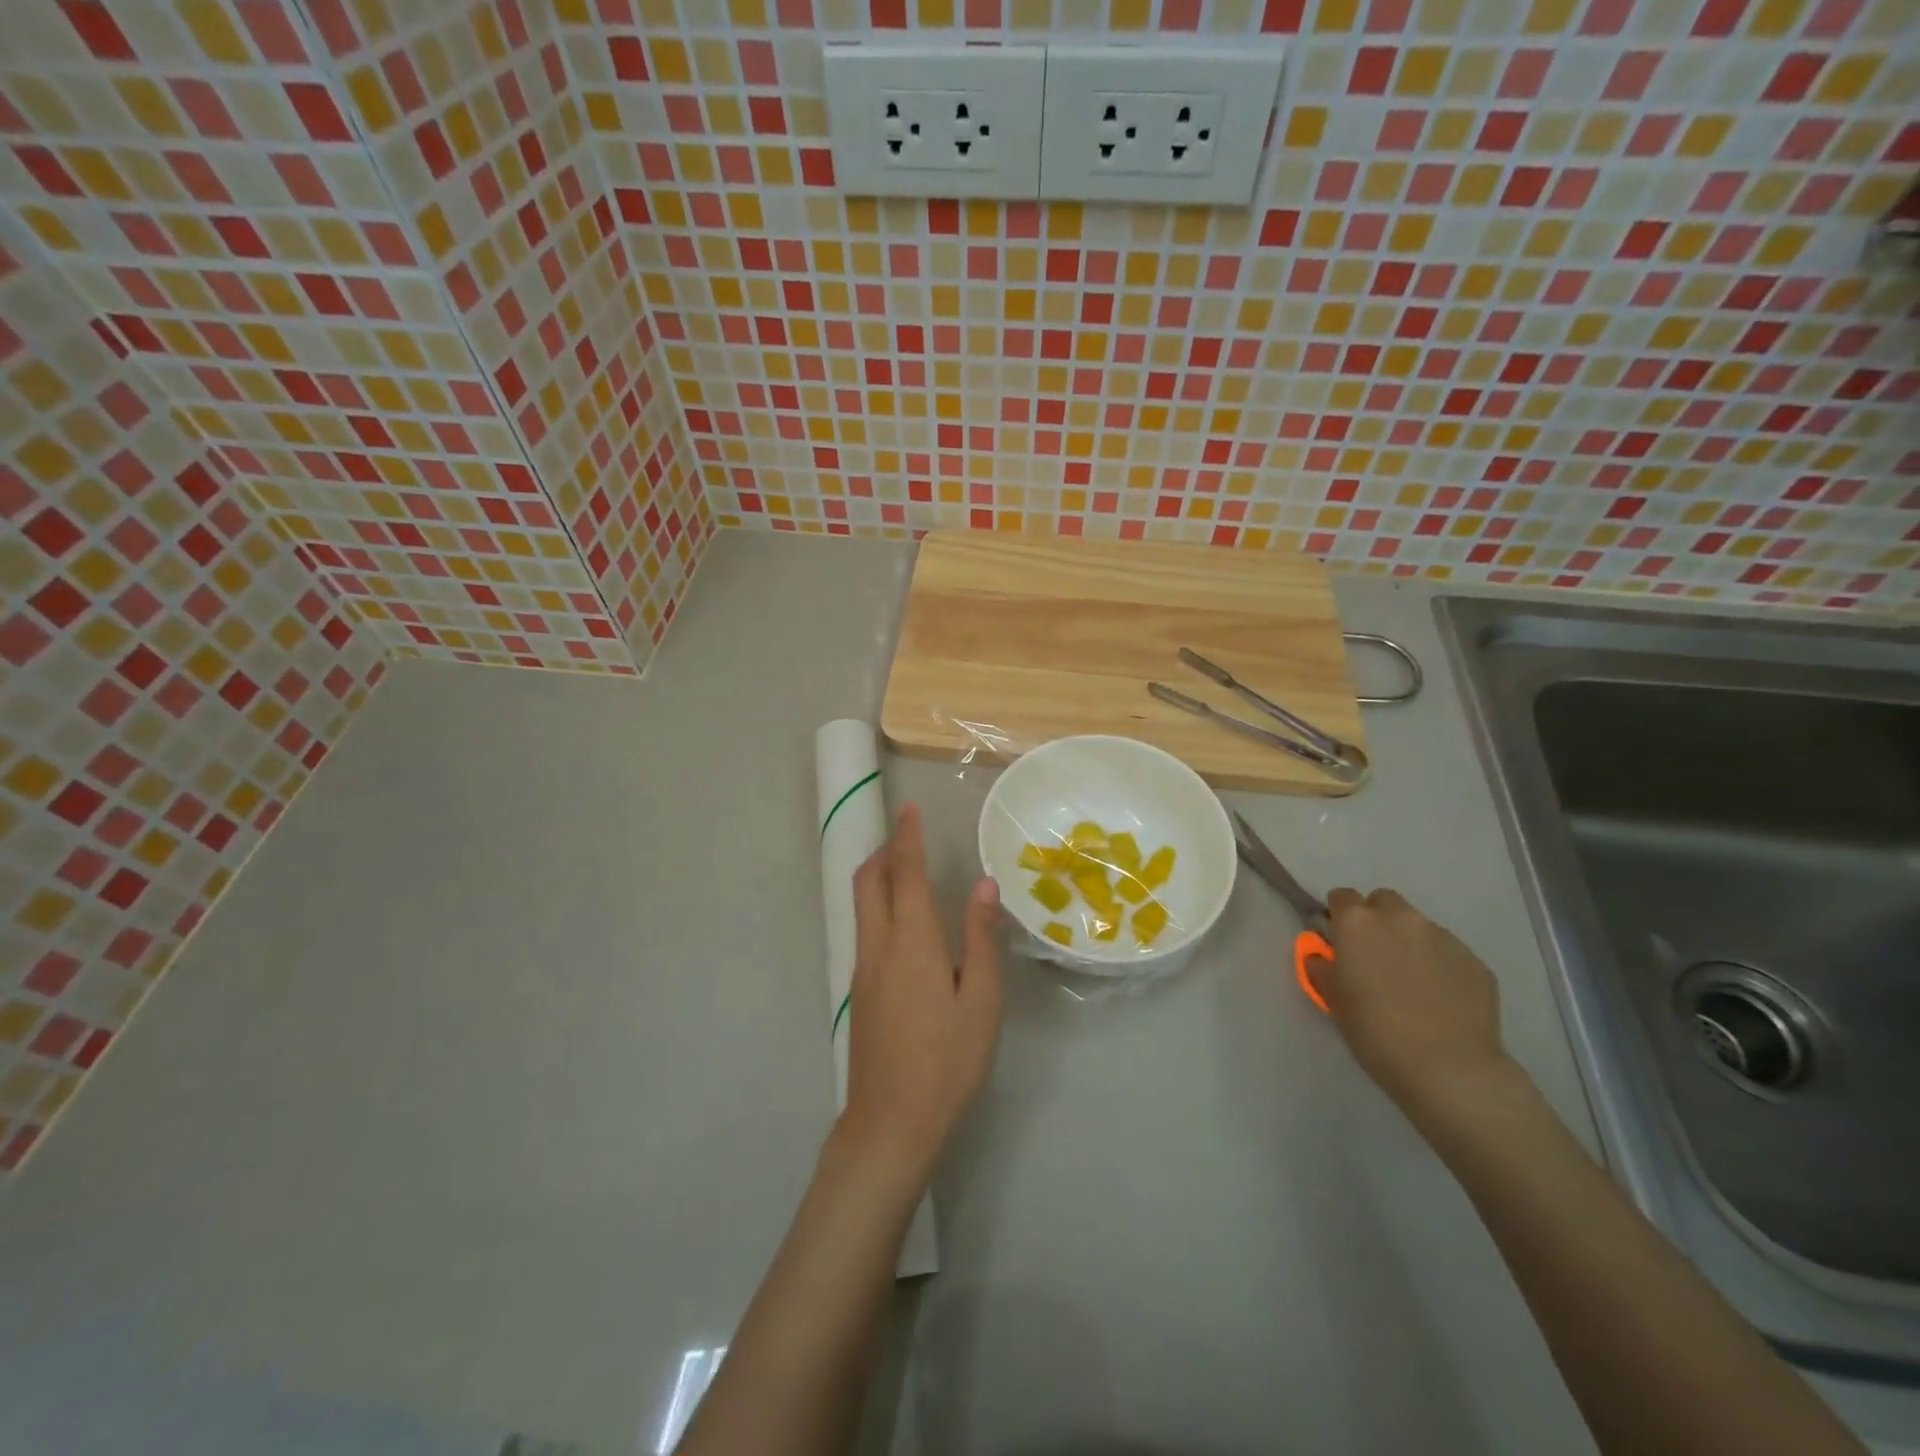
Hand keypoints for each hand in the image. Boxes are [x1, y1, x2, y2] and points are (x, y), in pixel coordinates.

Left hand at [838, 806, 1002, 1188]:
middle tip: (908, 836)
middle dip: (885, 851)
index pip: (904, 873)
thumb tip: (983, 885)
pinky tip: (904, 923)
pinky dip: (879, 905)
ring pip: (862, 905)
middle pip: (869, 882)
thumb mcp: (981, 1000)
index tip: (909, 809)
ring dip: (879, 877)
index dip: (907, 838)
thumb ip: (980, 938)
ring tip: (906, 869)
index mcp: (911, 941)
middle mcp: (878, 945)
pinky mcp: (859, 991)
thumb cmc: (947, 1060)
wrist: (890, 1122)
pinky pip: (865, 929)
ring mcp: (863, 969)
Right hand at [1311, 888, 1512, 1124]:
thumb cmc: (1374, 1030)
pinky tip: (1440, 999)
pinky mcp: (1475, 962)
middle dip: (1377, 920)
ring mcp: (1443, 937)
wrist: (1448, 1068)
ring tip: (1412, 983)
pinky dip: (1440, 966)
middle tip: (1374, 957)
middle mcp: (1400, 919)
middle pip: (1384, 902)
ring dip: (1409, 942)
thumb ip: (1323, 967)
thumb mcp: (1332, 999)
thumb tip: (1325, 956)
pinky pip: (1449, 953)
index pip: (1342, 897)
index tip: (1339, 941)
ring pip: (1419, 927)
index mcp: (1358, 923)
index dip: (1338, 917)